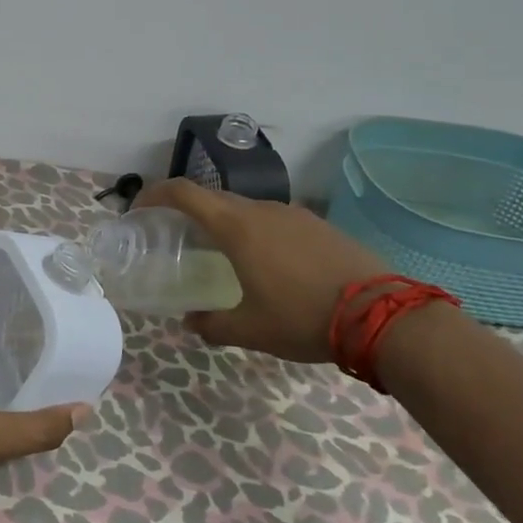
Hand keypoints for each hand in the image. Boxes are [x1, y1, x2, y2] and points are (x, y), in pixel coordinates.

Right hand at [136, 178, 394, 362]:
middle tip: (176, 234)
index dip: (155, 194)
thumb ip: (212, 325)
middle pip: (213, 197)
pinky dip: (256, 230)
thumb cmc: (304, 317)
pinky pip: (274, 219)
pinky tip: (268, 262)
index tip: (140, 208)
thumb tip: (191, 323)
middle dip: (188, 210)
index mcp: (236, 227)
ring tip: (223, 252)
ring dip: (225, 222)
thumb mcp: (252, 330)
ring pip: (245, 208)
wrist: (383, 315)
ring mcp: (293, 213)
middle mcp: (261, 210)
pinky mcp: (317, 224)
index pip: (184, 193)